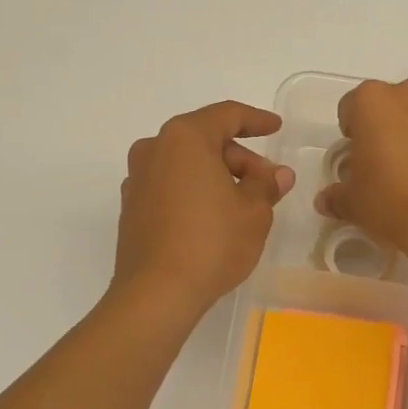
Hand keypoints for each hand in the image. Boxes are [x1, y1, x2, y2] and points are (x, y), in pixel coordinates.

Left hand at [113, 101, 295, 319]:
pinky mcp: (131, 210)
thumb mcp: (253, 212)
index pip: (226, 115)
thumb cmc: (212, 242)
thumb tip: (276, 174)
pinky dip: (194, 193)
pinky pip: (170, 188)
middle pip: (204, 141)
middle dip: (240, 159)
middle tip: (267, 184)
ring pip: (185, 166)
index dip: (256, 120)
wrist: (157, 293)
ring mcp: (137, 180)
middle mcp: (154, 149)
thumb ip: (266, 185)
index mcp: (184, 138)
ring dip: (216, 177)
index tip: (276, 128)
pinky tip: (214, 219)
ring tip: (244, 205)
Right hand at [314, 76, 407, 269]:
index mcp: (373, 102)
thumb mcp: (354, 205)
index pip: (351, 106)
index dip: (351, 132)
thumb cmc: (391, 202)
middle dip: (387, 127)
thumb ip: (337, 197)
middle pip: (392, 104)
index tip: (354, 157)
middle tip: (385, 163)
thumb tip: (326, 201)